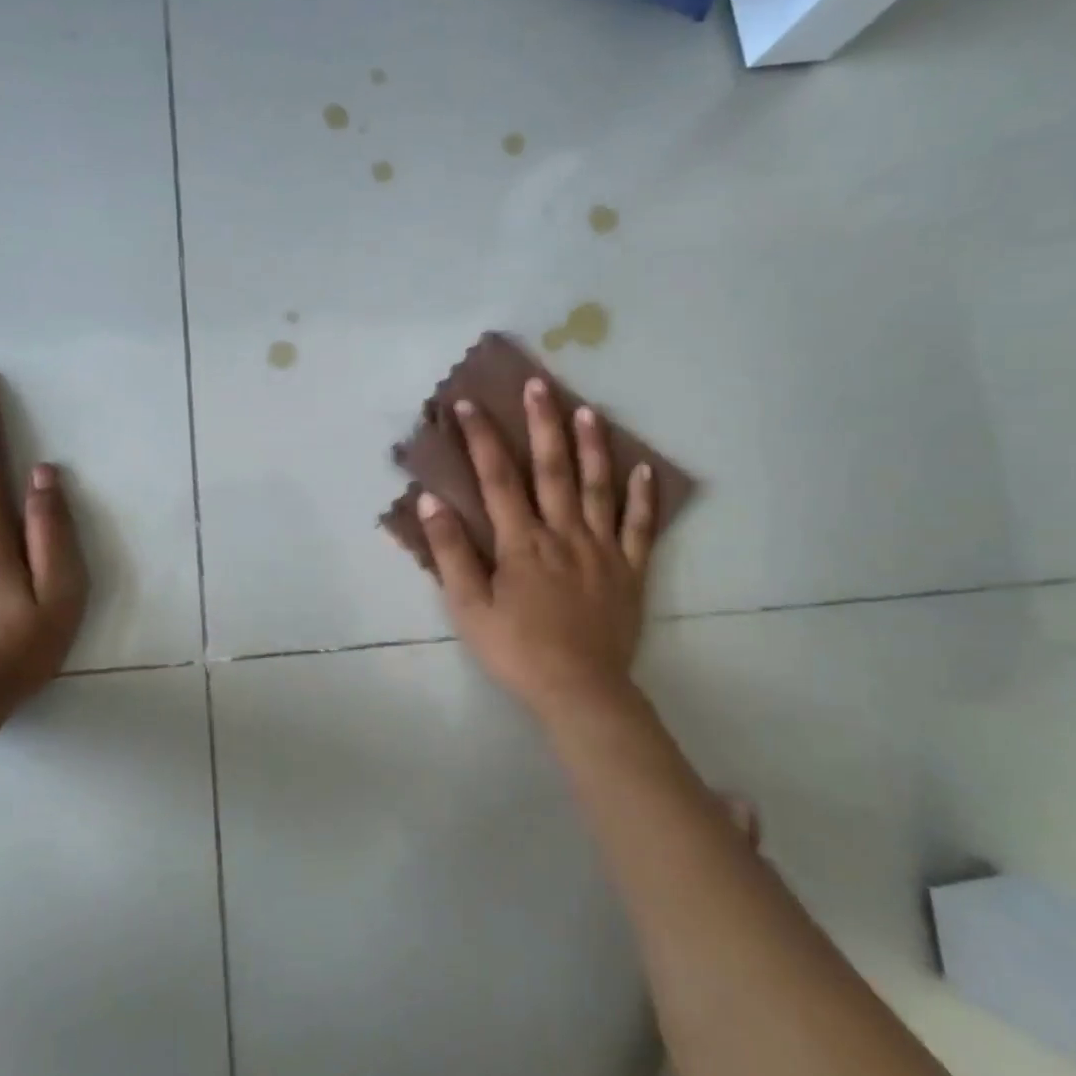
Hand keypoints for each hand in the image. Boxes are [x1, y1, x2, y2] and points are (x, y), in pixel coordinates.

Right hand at [412, 379, 655, 716]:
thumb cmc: (516, 650)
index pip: (497, 479)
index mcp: (522, 542)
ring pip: (598, 488)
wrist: (580, 691)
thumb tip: (432, 502)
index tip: (467, 404)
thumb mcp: (469, 607)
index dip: (481, 439)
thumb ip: (451, 552)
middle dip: (542, 424)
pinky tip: (644, 469)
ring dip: (592, 447)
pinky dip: (643, 497)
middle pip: (552, 469)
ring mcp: (602, 549)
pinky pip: (640, 527)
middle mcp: (563, 533)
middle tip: (539, 384)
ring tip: (588, 410)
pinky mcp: (630, 570)